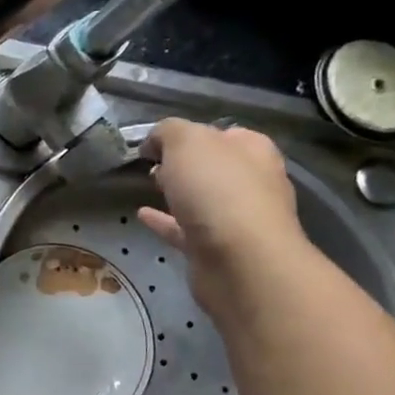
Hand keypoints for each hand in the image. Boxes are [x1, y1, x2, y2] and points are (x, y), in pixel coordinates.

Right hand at [136, 118, 307, 314]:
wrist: (240, 262)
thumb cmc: (218, 190)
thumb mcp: (187, 141)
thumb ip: (168, 132)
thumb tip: (155, 142)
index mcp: (252, 151)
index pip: (224, 134)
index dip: (192, 133)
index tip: (157, 142)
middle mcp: (251, 183)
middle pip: (214, 167)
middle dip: (185, 164)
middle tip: (152, 163)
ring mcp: (236, 219)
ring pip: (201, 199)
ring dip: (177, 192)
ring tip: (146, 185)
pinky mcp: (217, 249)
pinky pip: (185, 230)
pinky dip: (165, 221)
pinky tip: (142, 215)